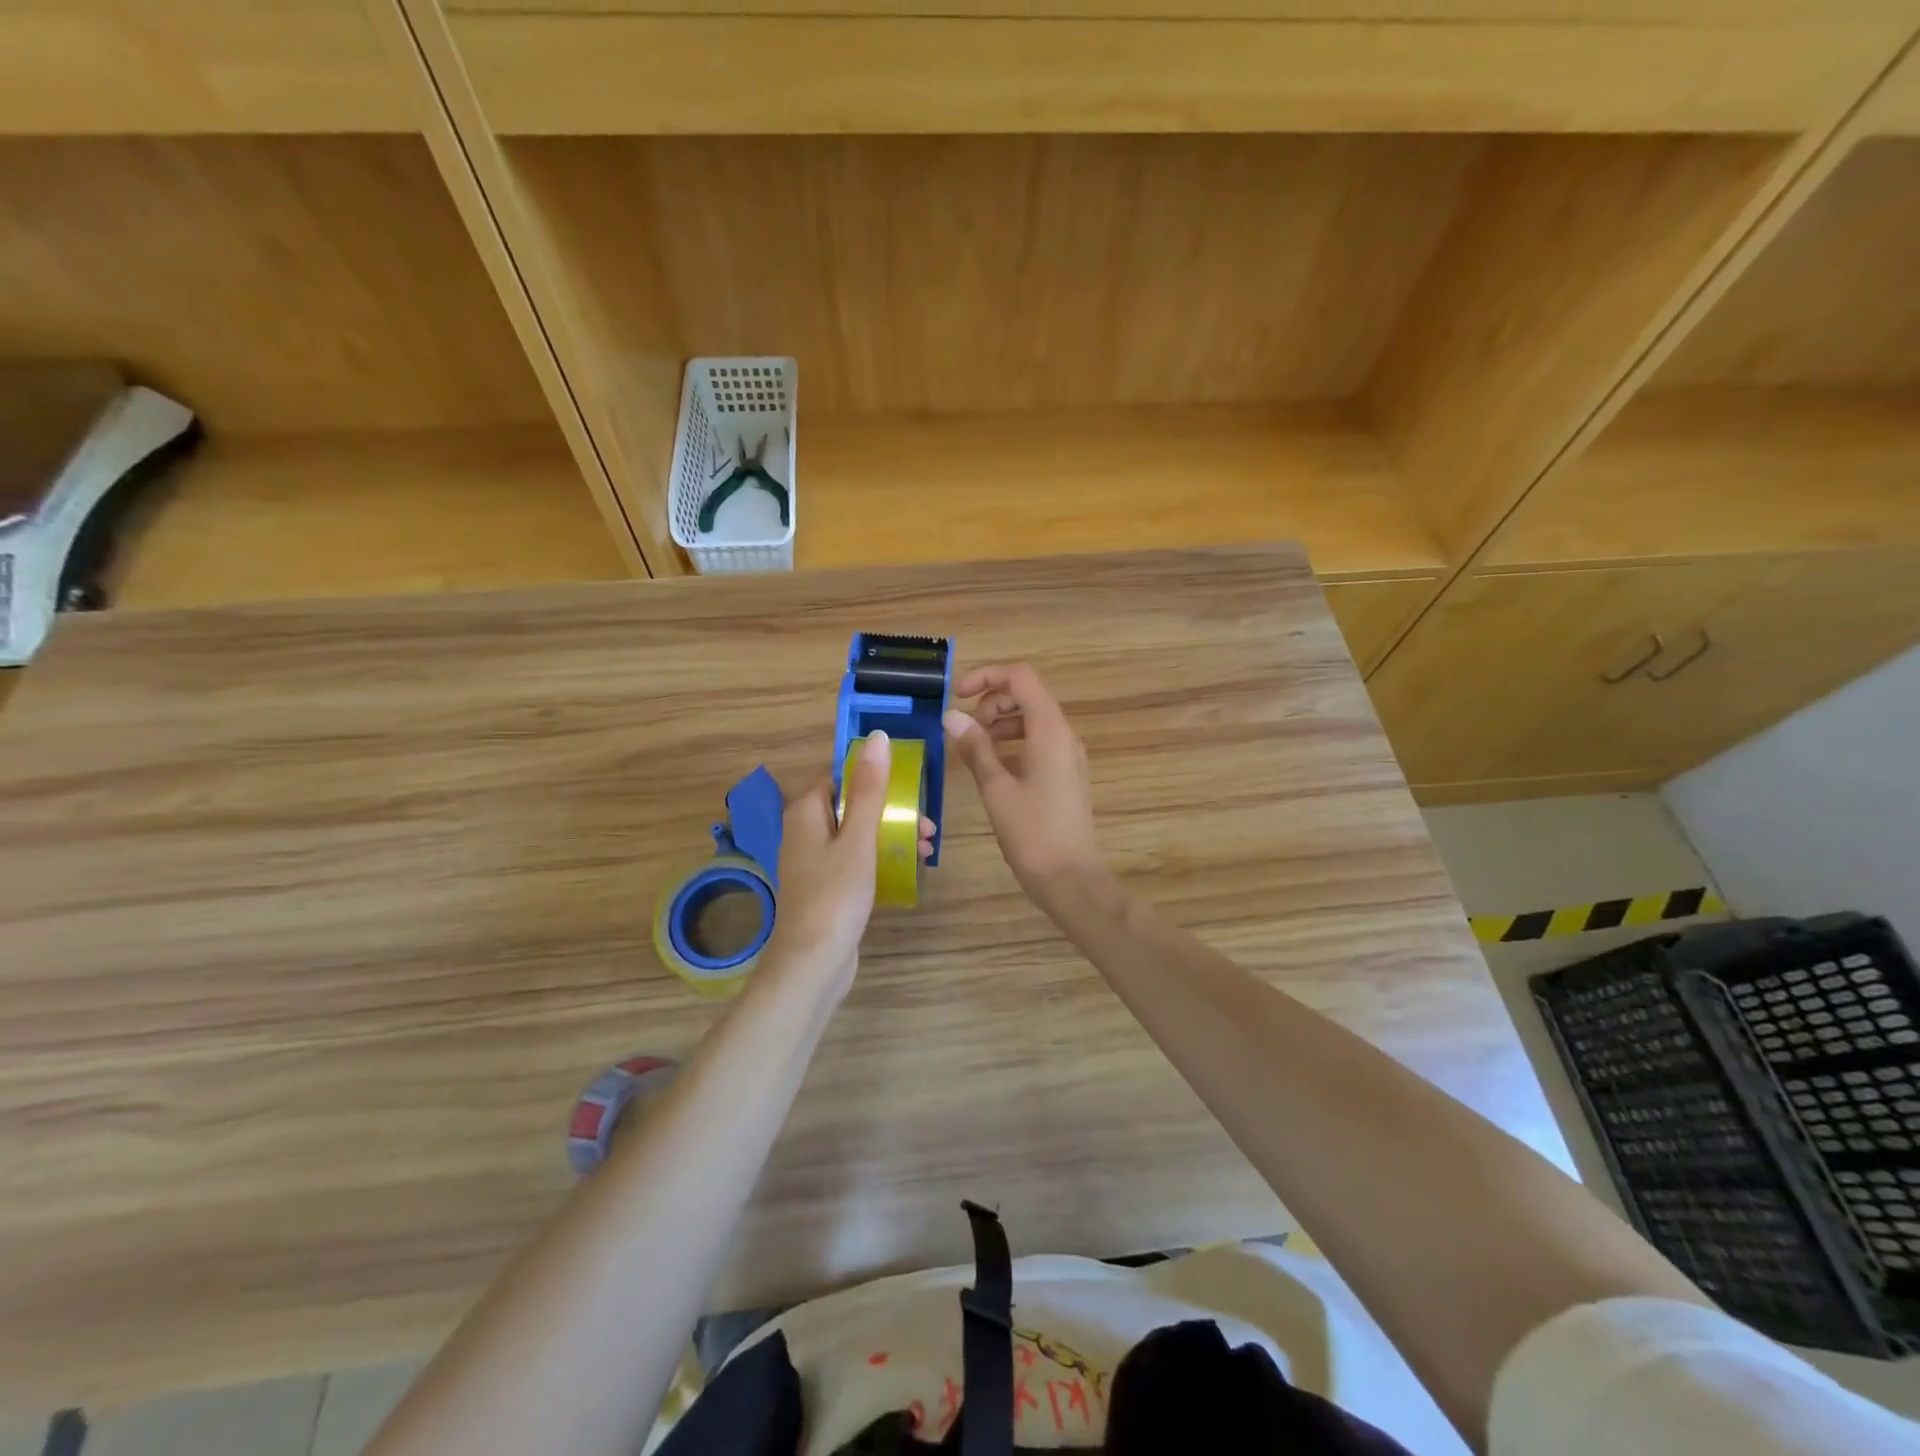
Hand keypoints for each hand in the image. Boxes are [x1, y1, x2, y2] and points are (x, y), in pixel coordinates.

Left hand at [764, 731, 934, 998]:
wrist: (813, 963)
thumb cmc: (835, 894)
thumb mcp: (859, 837)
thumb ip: (869, 788)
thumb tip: (877, 738)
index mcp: (806, 812)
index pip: (838, 776)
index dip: (872, 775)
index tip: (908, 784)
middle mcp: (805, 831)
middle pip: (852, 804)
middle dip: (890, 809)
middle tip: (926, 823)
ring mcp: (814, 862)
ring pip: (857, 833)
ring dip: (891, 833)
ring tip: (926, 846)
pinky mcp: (826, 886)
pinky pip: (856, 858)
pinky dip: (880, 856)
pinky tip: (909, 865)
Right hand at [943, 663, 1102, 900]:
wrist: (1070, 878)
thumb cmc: (1032, 832)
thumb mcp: (996, 788)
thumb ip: (975, 747)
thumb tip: (952, 716)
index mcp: (1050, 730)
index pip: (1020, 677)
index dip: (987, 677)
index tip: (957, 697)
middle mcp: (1064, 734)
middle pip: (1027, 695)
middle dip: (991, 702)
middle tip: (966, 731)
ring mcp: (1068, 755)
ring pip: (1032, 720)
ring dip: (1000, 724)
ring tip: (974, 750)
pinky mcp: (1066, 774)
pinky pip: (1038, 743)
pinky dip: (1013, 744)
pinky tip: (992, 768)